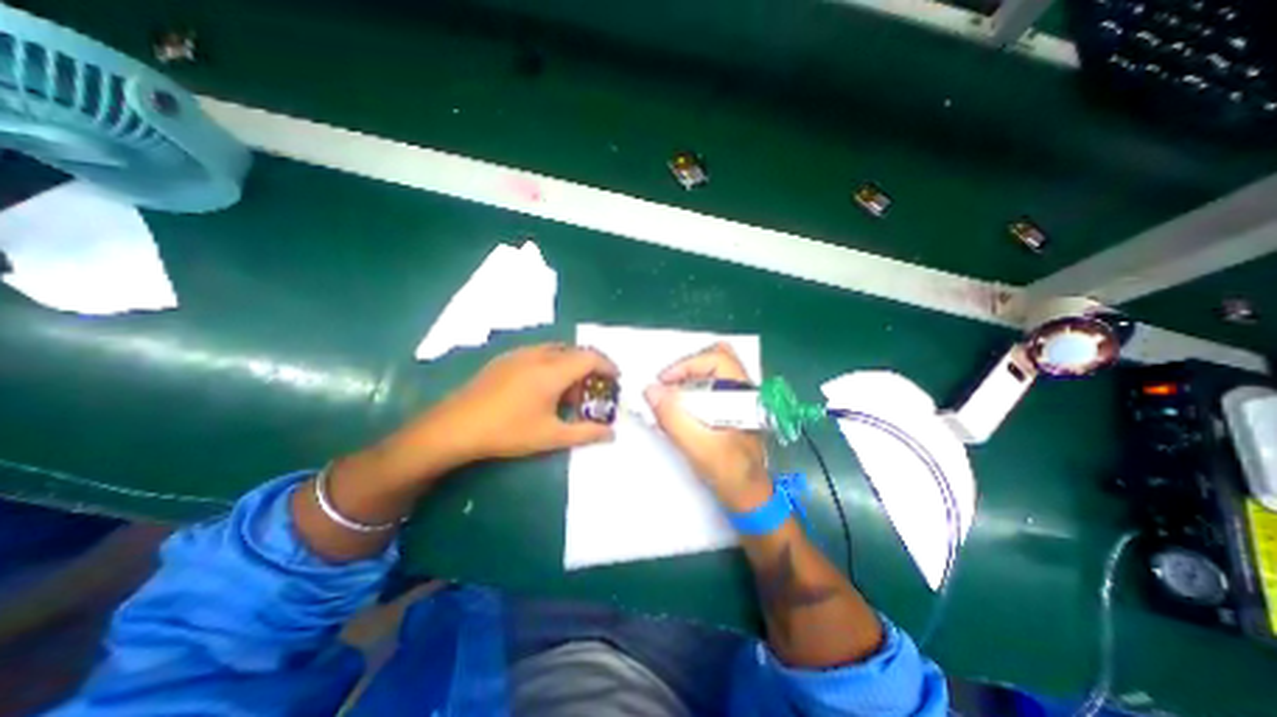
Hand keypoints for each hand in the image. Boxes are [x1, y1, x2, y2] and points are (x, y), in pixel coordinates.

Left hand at [387, 344, 620, 474]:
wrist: (455, 426)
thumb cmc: (508, 431)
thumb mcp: (551, 436)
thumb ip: (586, 433)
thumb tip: (611, 434)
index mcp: (553, 371)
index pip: (590, 357)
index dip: (608, 366)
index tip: (616, 379)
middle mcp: (539, 355)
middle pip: (575, 351)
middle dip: (591, 367)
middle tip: (595, 388)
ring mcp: (520, 354)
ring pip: (557, 351)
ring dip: (571, 365)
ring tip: (571, 390)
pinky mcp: (506, 359)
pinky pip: (540, 353)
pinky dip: (553, 364)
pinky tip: (545, 387)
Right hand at [649, 341, 767, 508]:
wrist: (750, 499)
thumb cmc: (729, 473)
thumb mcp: (698, 446)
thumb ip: (673, 417)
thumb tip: (649, 389)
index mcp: (744, 394)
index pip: (717, 358)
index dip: (687, 364)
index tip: (663, 382)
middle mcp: (744, 391)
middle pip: (715, 359)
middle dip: (687, 367)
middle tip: (666, 383)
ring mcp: (739, 400)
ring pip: (712, 373)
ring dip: (688, 378)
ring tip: (668, 395)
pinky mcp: (731, 411)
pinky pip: (709, 389)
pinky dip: (691, 391)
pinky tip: (679, 408)